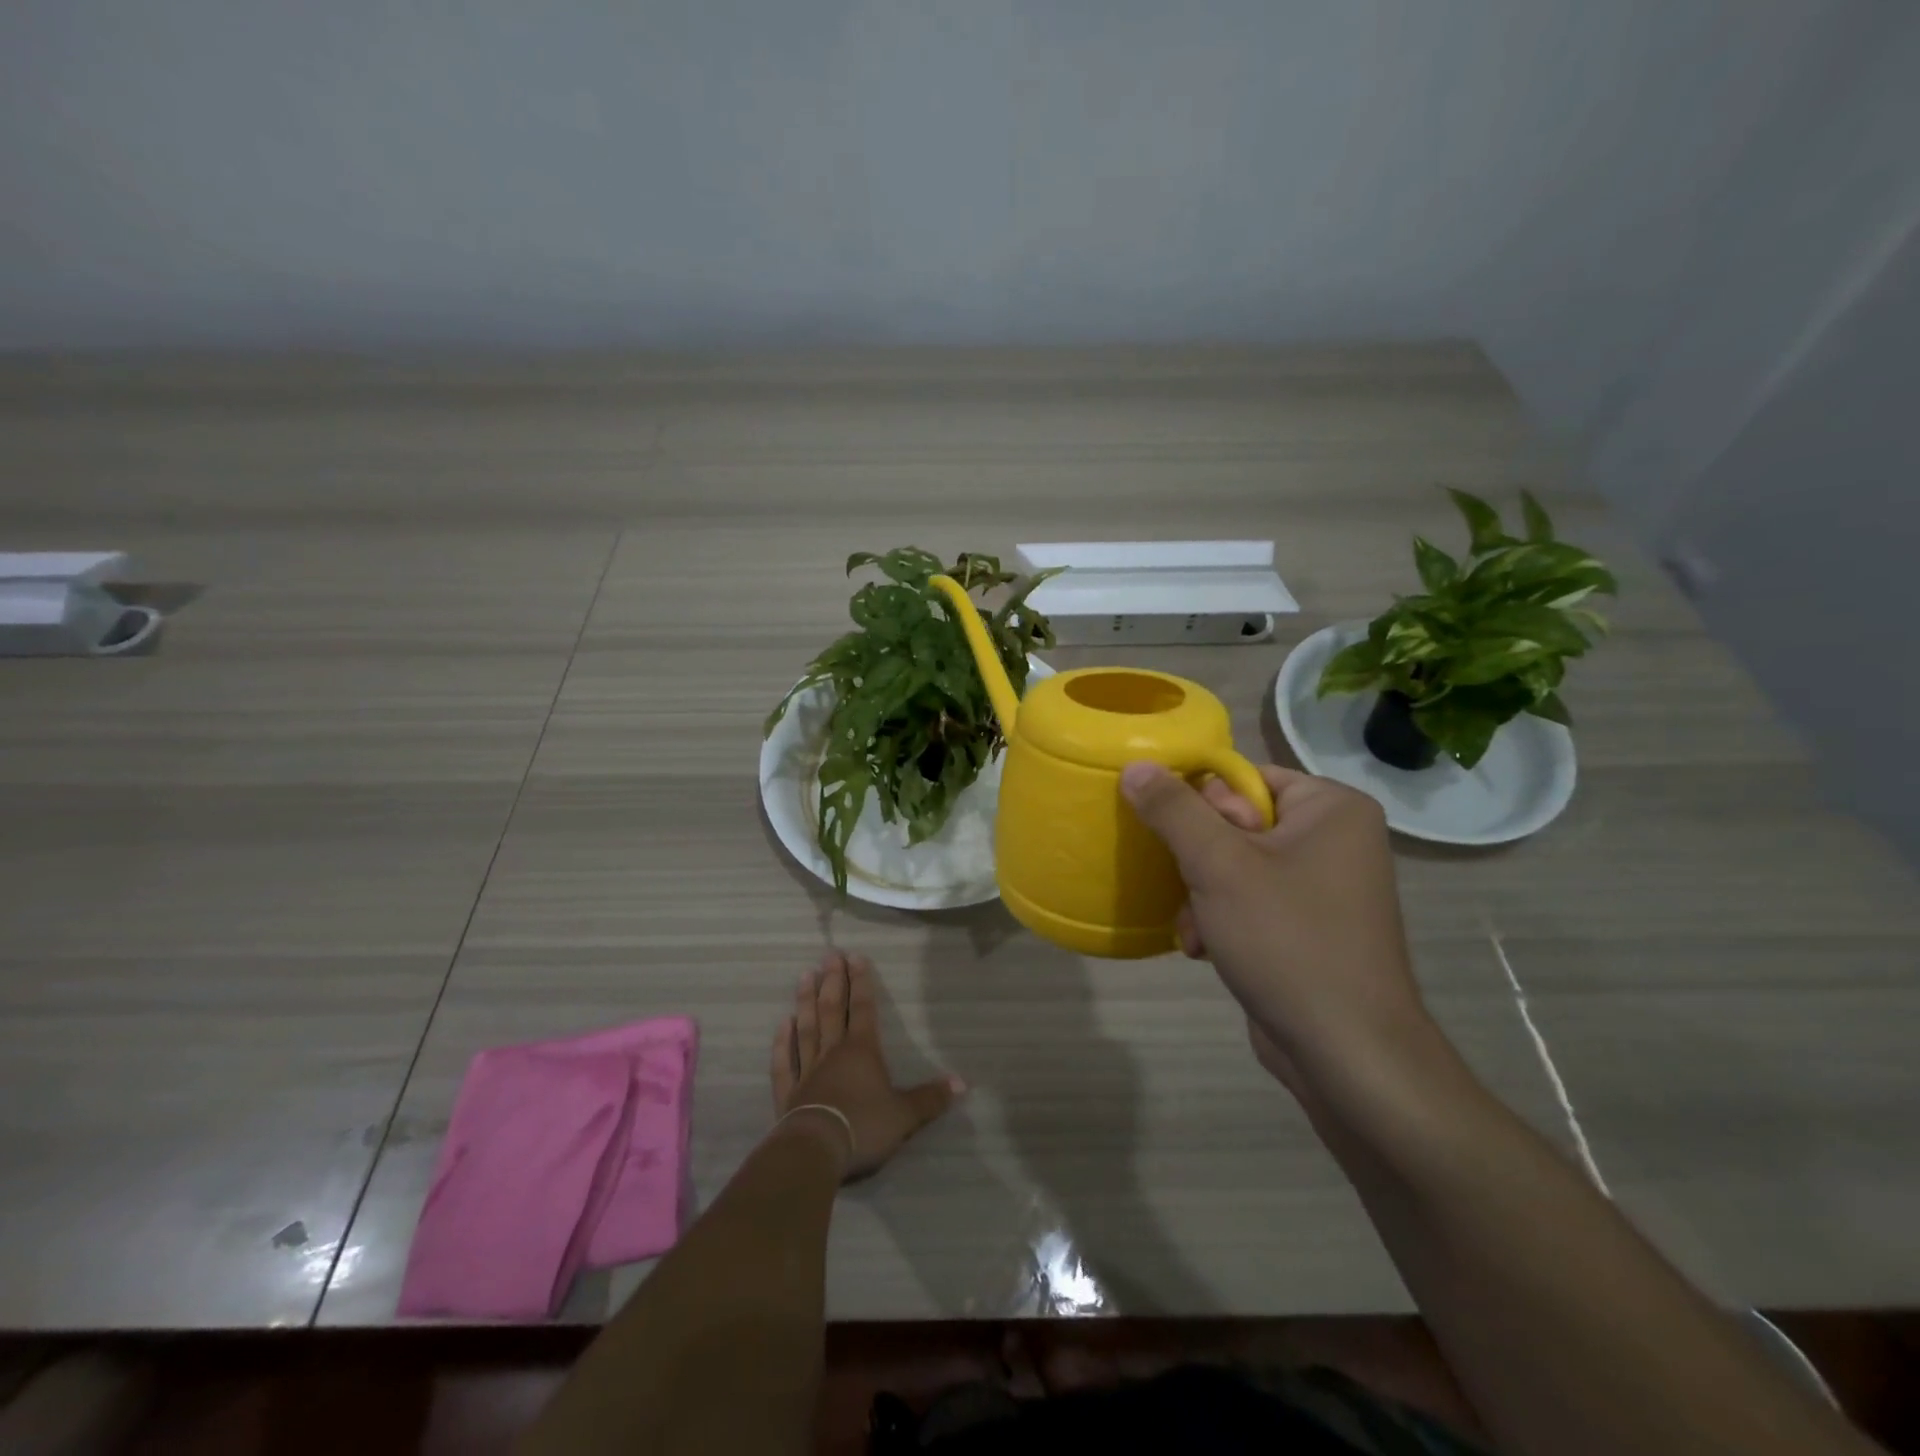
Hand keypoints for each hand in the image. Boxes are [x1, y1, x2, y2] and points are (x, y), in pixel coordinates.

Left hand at [770, 950, 963, 1180]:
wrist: (817, 1151)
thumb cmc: (864, 1126)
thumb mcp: (905, 1115)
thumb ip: (931, 1098)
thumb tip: (962, 1083)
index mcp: (862, 1051)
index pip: (863, 1009)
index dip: (861, 982)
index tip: (856, 956)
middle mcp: (833, 1052)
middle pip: (832, 1010)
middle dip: (833, 981)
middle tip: (830, 955)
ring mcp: (808, 1071)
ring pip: (807, 1028)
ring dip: (805, 1001)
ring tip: (804, 975)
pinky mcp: (788, 1093)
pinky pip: (785, 1062)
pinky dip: (782, 1043)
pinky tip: (782, 1024)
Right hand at [1119, 761, 1432, 1094]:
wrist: (1346, 1053)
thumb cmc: (1287, 940)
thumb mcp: (1218, 865)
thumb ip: (1173, 809)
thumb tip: (1135, 764)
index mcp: (1330, 807)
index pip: (1243, 778)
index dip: (1204, 807)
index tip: (1190, 845)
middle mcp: (1334, 838)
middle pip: (1235, 823)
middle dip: (1199, 862)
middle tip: (1193, 890)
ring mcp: (1324, 886)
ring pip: (1234, 866)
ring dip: (1202, 896)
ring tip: (1196, 930)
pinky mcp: (1309, 926)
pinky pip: (1250, 901)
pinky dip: (1222, 920)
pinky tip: (1206, 950)